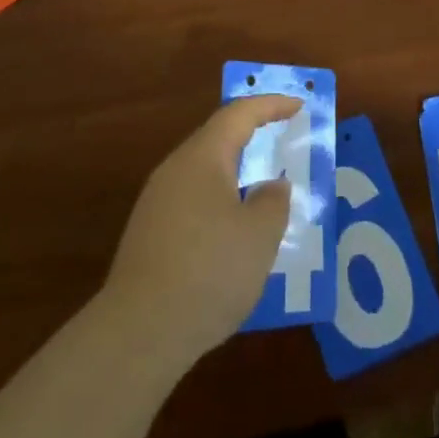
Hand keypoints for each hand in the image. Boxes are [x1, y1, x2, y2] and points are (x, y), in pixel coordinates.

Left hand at [102, 96, 299, 365]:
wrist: (140, 332)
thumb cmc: (209, 270)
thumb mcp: (260, 234)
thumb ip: (273, 200)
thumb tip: (270, 186)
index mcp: (203, 157)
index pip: (240, 114)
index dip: (272, 105)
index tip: (299, 106)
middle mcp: (175, 169)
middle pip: (218, 138)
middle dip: (252, 135)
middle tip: (283, 139)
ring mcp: (157, 202)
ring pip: (204, 171)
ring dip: (236, 172)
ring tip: (265, 187)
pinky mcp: (149, 234)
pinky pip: (193, 200)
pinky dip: (220, 200)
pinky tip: (234, 230)